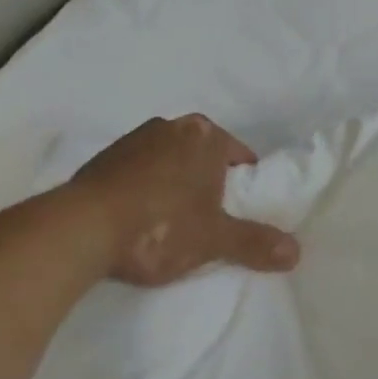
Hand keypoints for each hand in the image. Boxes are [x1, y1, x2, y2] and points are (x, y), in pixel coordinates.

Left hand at [63, 114, 299, 285]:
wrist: (80, 228)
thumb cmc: (160, 226)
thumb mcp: (213, 239)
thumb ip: (254, 243)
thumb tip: (296, 252)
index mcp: (206, 135)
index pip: (239, 155)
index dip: (242, 184)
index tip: (237, 211)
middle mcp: (172, 126)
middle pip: (202, 155)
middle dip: (207, 180)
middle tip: (207, 218)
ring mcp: (133, 139)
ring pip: (168, 160)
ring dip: (173, 183)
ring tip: (169, 222)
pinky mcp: (102, 158)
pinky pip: (137, 171)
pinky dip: (143, 188)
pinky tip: (137, 218)